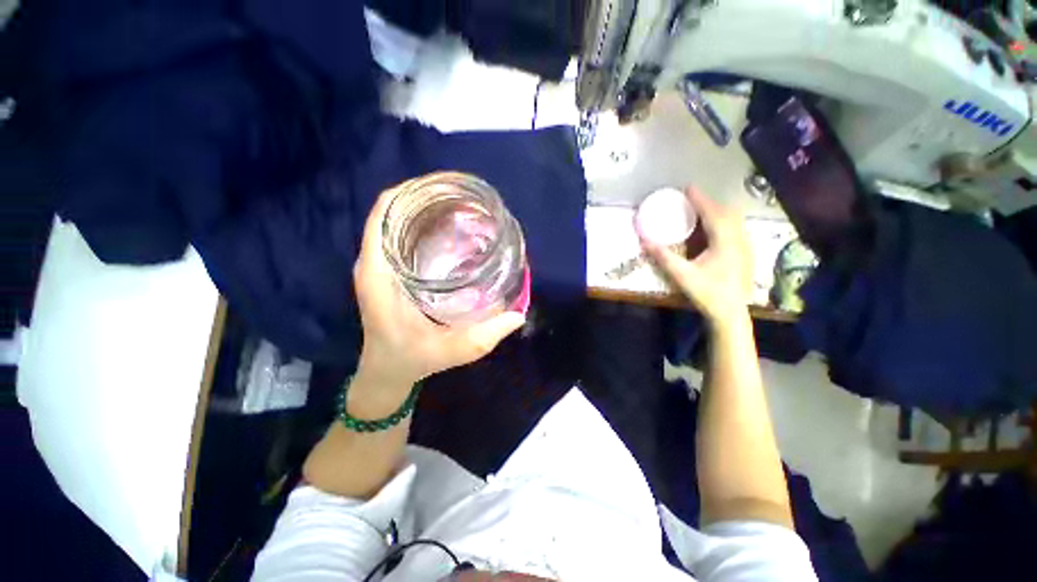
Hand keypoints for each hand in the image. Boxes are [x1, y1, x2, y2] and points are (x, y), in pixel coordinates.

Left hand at [353, 181, 525, 389]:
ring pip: (396, 222)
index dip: (410, 191)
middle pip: (392, 211)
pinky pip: (399, 236)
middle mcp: (373, 263)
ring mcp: (378, 267)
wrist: (385, 372)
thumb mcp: (450, 350)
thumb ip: (484, 335)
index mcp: (378, 274)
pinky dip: (421, 225)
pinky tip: (448, 230)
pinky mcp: (386, 273)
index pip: (383, 213)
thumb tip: (518, 316)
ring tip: (459, 206)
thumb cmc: (410, 359)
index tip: (445, 186)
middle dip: (424, 196)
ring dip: (424, 209)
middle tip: (462, 196)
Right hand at [639, 187, 751, 322]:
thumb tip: (645, 241)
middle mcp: (738, 239)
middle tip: (691, 201)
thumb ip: (664, 257)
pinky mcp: (745, 253)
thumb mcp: (682, 276)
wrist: (731, 312)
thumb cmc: (707, 293)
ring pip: (734, 220)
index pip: (712, 213)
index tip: (688, 188)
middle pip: (726, 212)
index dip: (700, 199)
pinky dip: (723, 222)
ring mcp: (745, 246)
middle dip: (709, 203)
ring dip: (717, 212)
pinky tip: (713, 231)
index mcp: (724, 241)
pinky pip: (735, 228)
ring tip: (701, 212)